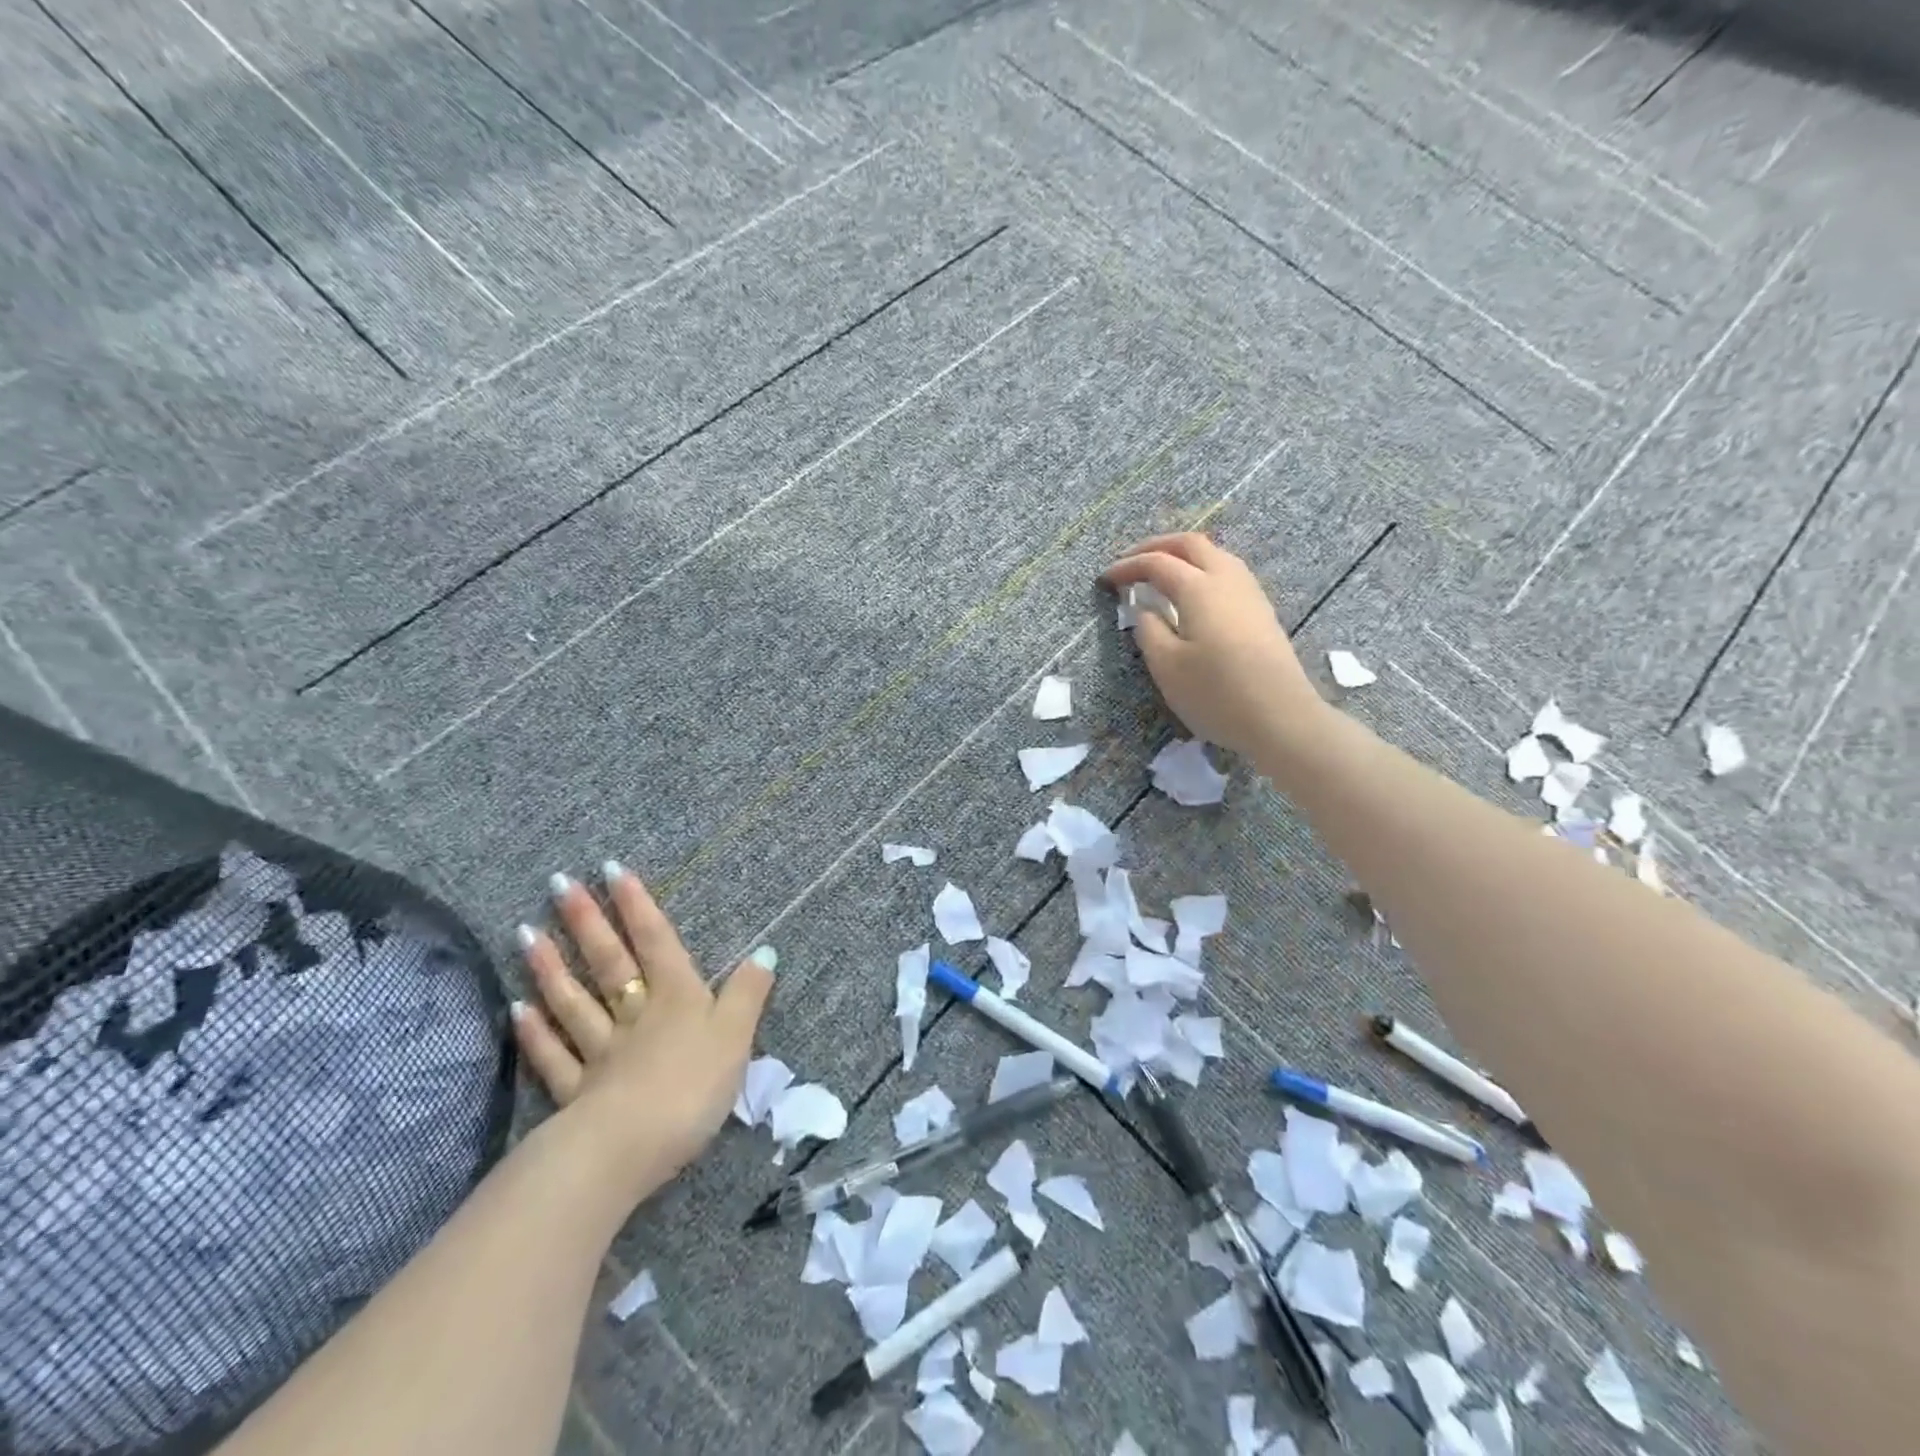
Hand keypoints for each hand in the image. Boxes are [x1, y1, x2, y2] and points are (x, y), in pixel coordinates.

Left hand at [509, 863, 774, 1203]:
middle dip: (588, 922)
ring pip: (574, 1003)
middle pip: (610, 963)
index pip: (656, 943)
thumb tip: (765, 951)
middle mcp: (635, 1015)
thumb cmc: (693, 1086)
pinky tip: (519, 1009)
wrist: (630, 1148)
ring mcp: (601, 1053)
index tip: (611, 869)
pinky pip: (555, 1056)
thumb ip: (748, 994)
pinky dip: (537, 1033)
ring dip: (552, 968)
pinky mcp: (578, 1093)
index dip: (638, 906)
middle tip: (560, 885)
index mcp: (677, 998)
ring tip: (526, 933)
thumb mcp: (736, 1036)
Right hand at [1102, 532, 1325, 759]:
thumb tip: (1145, 609)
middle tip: (1131, 561)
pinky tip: (1193, 595)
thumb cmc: (1216, 693)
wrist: (1281, 718)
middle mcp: (1227, 579)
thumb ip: (1149, 631)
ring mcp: (1250, 594)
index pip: (1158, 563)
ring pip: (1215, 556)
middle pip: (1192, 545)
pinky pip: (1227, 574)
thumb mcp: (1167, 666)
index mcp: (1199, 588)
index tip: (1106, 579)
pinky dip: (1202, 572)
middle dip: (1157, 546)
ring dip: (1183, 556)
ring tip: (1160, 575)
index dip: (1128, 566)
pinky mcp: (1261, 612)